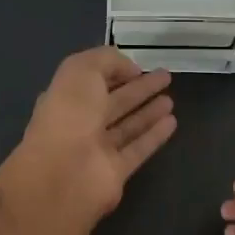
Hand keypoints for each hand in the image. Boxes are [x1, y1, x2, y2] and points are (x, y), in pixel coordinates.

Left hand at [0, 48, 176, 225]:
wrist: (63, 174)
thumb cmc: (69, 115)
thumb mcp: (81, 70)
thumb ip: (106, 60)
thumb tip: (131, 69)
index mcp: (66, 98)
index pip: (93, 81)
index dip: (114, 71)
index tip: (140, 66)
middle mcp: (80, 123)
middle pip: (114, 102)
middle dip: (139, 89)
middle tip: (165, 77)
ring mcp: (97, 149)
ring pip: (127, 126)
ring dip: (148, 112)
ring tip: (171, 99)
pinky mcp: (115, 172)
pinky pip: (138, 149)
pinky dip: (154, 136)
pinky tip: (172, 122)